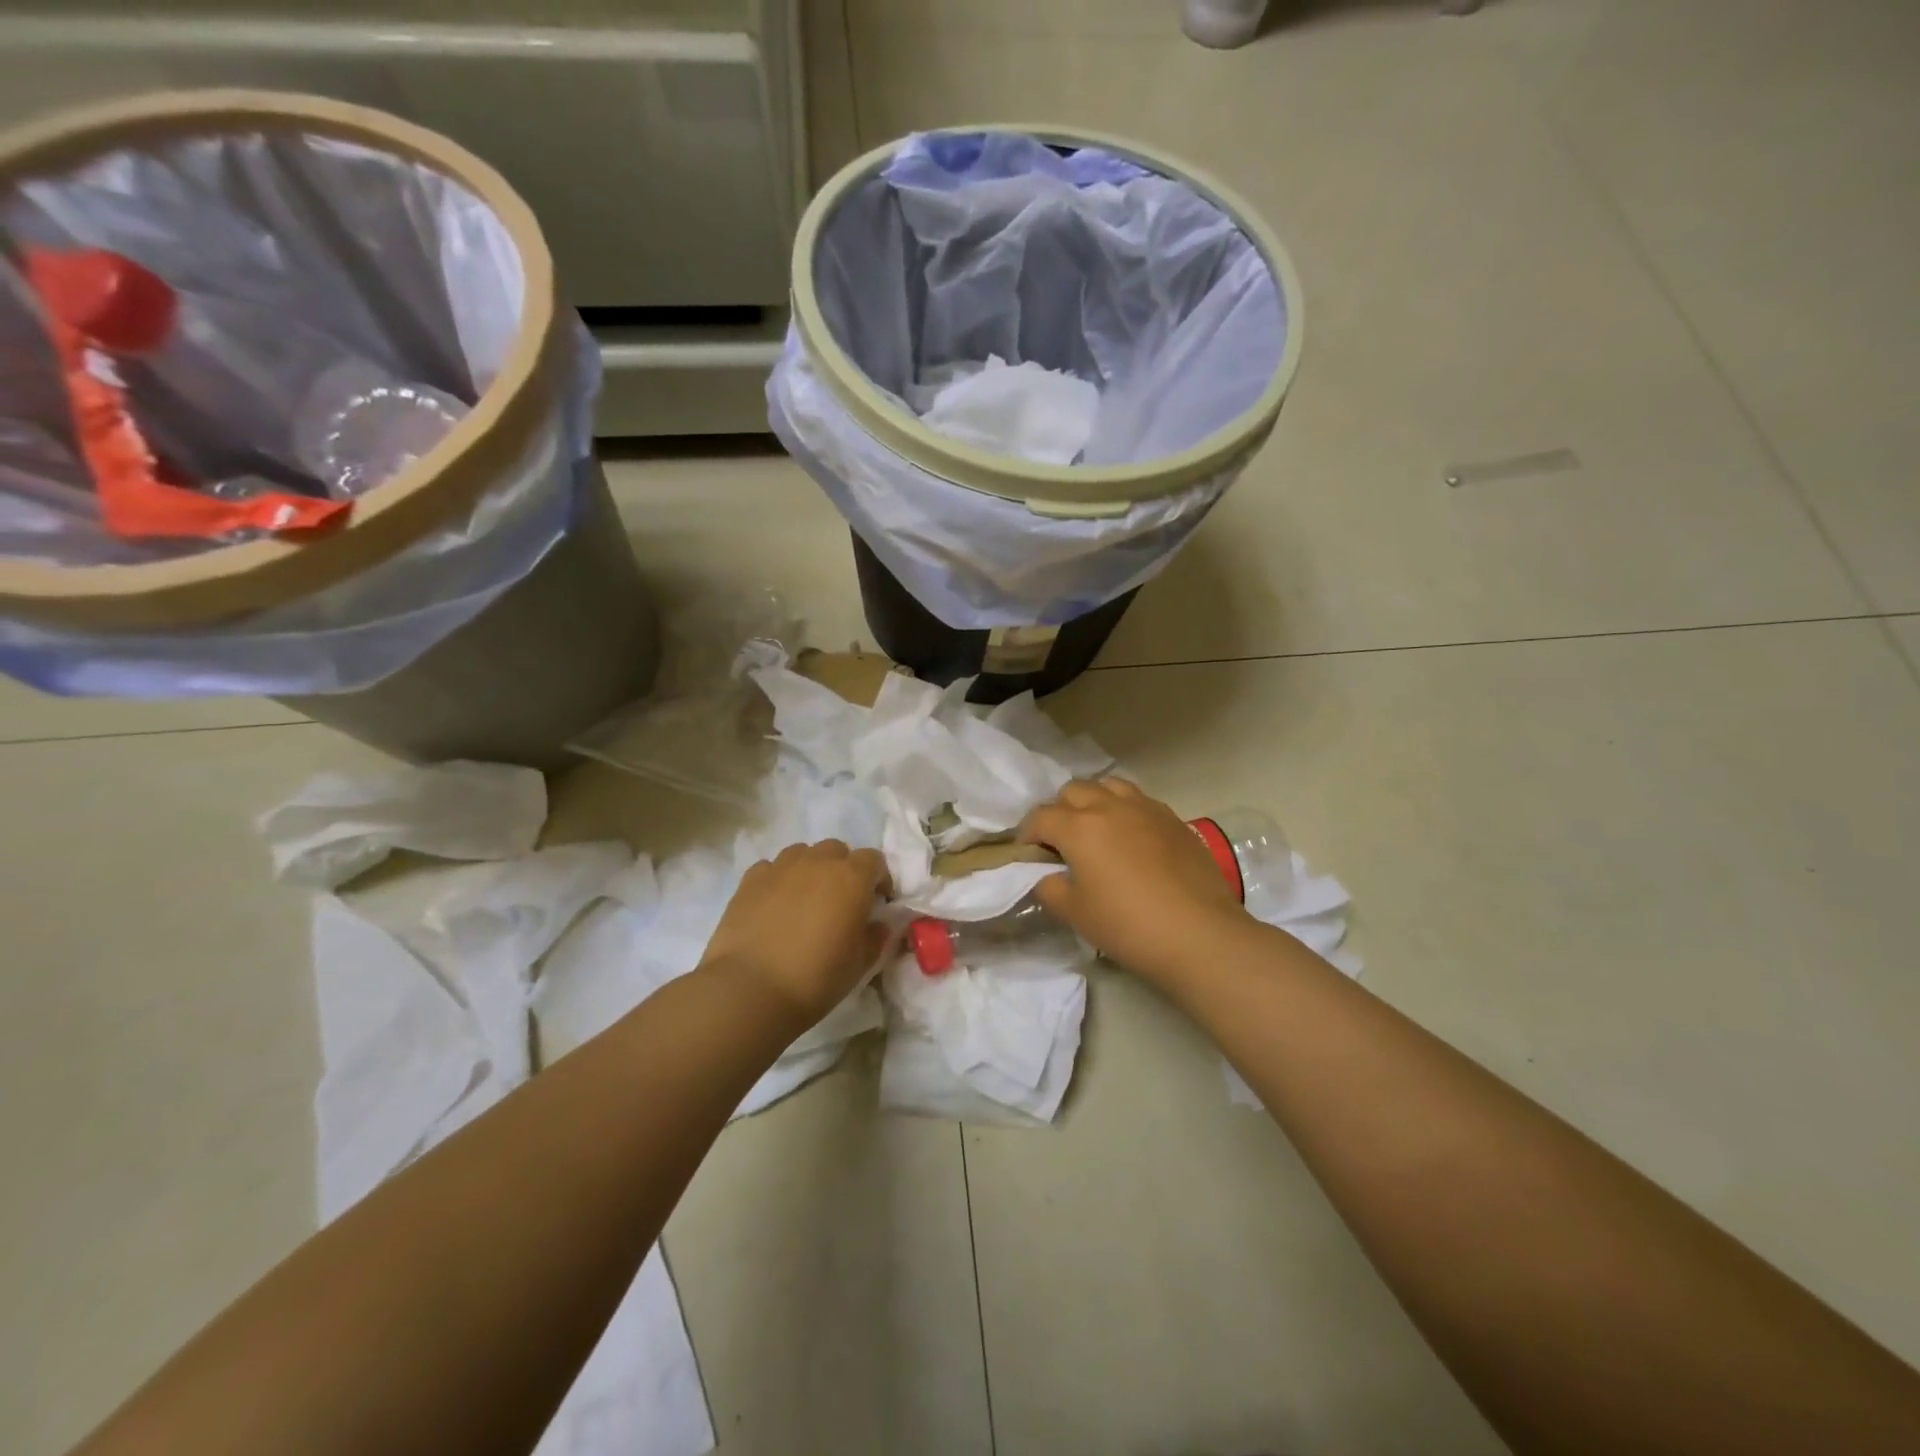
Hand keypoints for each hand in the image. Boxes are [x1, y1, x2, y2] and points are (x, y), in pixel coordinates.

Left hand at [699, 840, 892, 1023]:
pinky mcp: (750, 880)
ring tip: (806, 899)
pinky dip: (779, 879)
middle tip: (840, 900)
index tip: (877, 902)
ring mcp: (781, 867)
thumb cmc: (816, 978)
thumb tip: (881, 924)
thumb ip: (876, 937)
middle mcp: (818, 862)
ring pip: (803, 853)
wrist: (750, 989)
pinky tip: (774, 904)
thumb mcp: (860, 964)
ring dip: (811, 868)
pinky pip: (772, 867)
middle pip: (837, 850)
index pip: (874, 860)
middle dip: (843, 869)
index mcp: (852, 878)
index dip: (879, 879)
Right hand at [1019, 778, 1246, 982]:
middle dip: (1059, 811)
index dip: (1027, 834)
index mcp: (1080, 827)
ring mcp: (1146, 809)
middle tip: (1061, 842)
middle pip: (1073, 791)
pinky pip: (1140, 800)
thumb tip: (1048, 876)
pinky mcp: (1174, 819)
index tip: (1028, 854)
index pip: (1041, 817)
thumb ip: (1050, 888)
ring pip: (1109, 785)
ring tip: (1097, 830)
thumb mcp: (1075, 914)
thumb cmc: (1128, 926)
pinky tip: (1132, 839)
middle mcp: (1110, 807)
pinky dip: (1125, 810)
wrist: (1200, 935)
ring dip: (1094, 801)